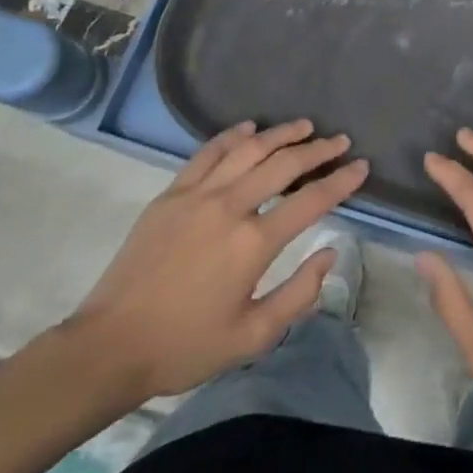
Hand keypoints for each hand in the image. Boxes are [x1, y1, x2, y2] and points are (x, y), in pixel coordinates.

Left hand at [62, 120, 368, 406]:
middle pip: (283, 164)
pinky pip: (208, 153)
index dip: (341, 181)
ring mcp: (197, 195)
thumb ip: (299, 294)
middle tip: (339, 140)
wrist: (110, 346)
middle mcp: (230, 206)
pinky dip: (232, 136)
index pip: (311, 200)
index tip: (361, 166)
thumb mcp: (252, 336)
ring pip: (248, 149)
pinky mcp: (171, 194)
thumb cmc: (186, 347)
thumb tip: (330, 254)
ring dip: (280, 134)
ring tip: (304, 125)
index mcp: (254, 243)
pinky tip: (249, 129)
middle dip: (318, 149)